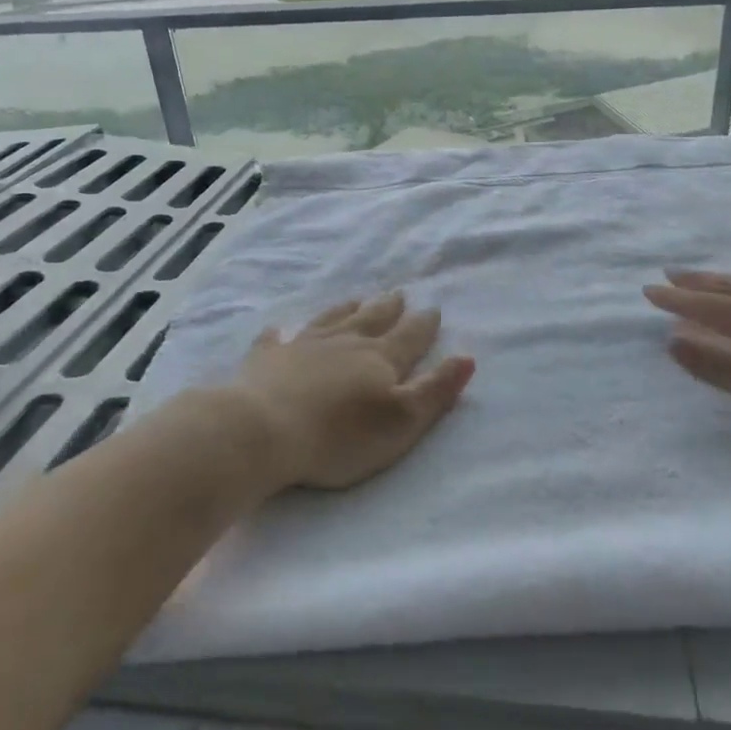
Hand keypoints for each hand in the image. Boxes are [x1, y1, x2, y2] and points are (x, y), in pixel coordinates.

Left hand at [226, 292, 475, 495]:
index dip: (423, 325)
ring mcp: (302, 346)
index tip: (433, 308)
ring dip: (346, 309)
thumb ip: (435, 390)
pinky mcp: (266, 359)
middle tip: (398, 294)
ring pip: (330, 320)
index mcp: (379, 359)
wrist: (263, 429)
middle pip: (371, 320)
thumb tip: (467, 357)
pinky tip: (280, 328)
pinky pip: (276, 339)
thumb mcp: (401, 421)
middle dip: (388, 308)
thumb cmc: (340, 435)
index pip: (409, 337)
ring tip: (356, 299)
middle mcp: (343, 343)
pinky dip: (281, 333)